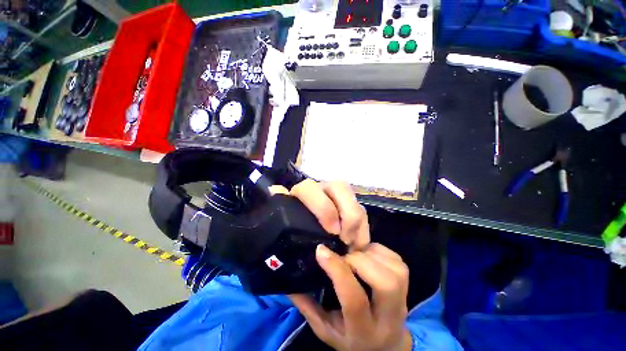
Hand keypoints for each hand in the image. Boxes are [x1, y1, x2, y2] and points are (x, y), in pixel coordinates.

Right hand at [271, 179, 409, 349]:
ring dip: (371, 253)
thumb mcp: (325, 329)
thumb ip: (307, 306)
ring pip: (395, 270)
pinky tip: (368, 253)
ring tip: (355, 252)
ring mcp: (403, 301)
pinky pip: (397, 261)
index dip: (337, 270)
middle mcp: (388, 316)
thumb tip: (288, 282)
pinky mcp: (408, 286)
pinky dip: (380, 251)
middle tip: (344, 254)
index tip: (320, 250)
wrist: (386, 348)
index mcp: (362, 330)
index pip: (354, 298)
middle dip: (360, 260)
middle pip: (385, 283)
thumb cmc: (351, 339)